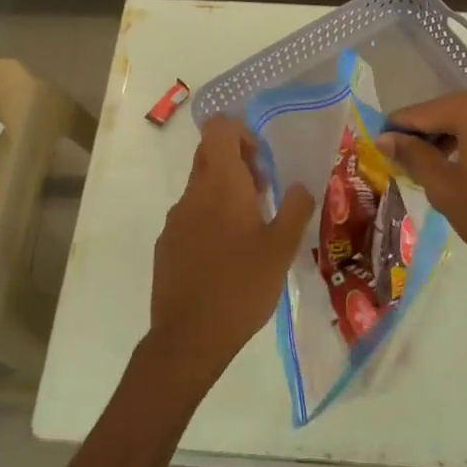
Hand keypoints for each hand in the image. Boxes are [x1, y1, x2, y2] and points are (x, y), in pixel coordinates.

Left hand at [144, 116, 314, 396]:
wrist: (189, 337)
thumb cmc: (242, 286)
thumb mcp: (282, 248)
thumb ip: (295, 208)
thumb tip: (300, 184)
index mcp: (222, 184)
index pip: (219, 129)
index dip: (240, 133)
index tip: (261, 161)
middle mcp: (193, 193)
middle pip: (209, 154)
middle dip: (237, 162)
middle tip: (263, 192)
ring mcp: (175, 219)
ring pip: (201, 187)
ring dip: (225, 193)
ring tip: (251, 229)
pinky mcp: (166, 244)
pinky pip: (190, 215)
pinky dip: (210, 219)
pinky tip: (226, 256)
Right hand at [377, 93, 466, 328]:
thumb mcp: (444, 188)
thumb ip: (413, 155)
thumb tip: (385, 137)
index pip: (423, 112)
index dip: (398, 127)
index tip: (381, 143)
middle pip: (452, 110)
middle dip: (429, 132)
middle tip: (409, 160)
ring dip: (457, 137)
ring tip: (441, 168)